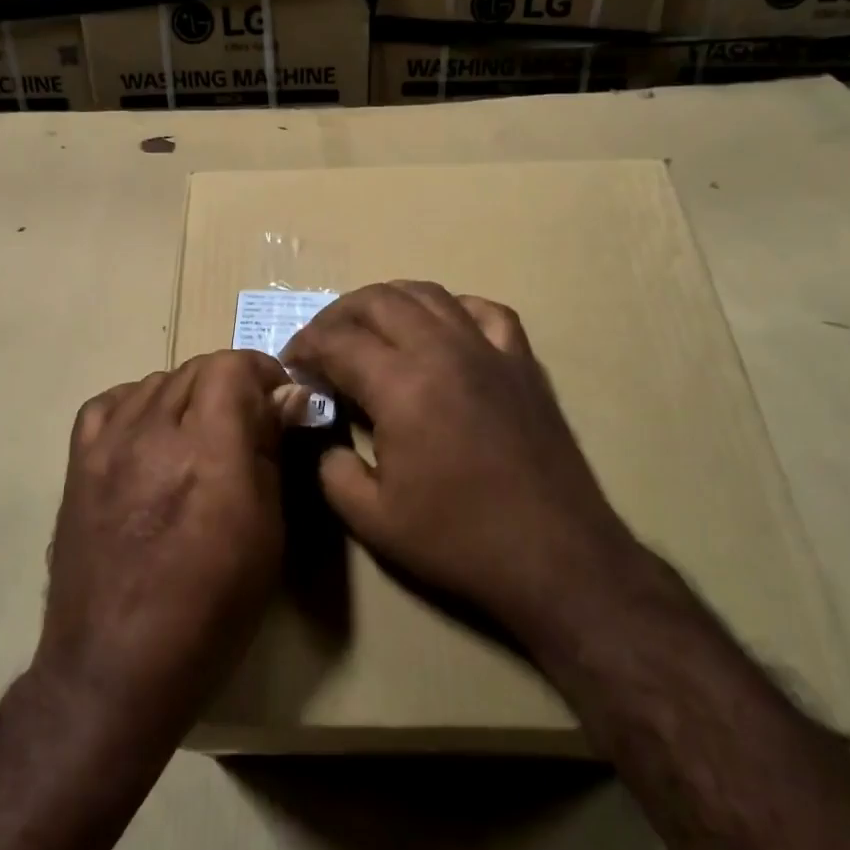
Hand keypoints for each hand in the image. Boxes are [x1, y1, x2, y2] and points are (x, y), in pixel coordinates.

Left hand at [35, 350, 299, 733]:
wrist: (113, 667)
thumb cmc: (209, 611)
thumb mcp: (266, 535)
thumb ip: (272, 453)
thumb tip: (289, 397)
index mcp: (207, 451)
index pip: (231, 366)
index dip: (261, 372)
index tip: (279, 401)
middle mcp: (153, 432)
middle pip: (195, 368)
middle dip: (231, 384)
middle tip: (247, 423)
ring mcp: (108, 444)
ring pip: (156, 381)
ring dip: (188, 395)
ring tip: (199, 434)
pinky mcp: (78, 462)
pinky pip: (110, 403)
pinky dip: (138, 406)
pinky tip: (150, 434)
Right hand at [282, 281, 635, 646]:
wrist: (557, 557)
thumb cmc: (460, 540)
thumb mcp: (372, 519)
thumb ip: (329, 467)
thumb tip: (323, 435)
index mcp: (401, 384)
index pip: (336, 340)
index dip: (305, 346)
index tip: (292, 365)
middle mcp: (442, 349)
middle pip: (378, 300)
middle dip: (337, 315)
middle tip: (321, 344)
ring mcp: (488, 349)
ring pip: (428, 293)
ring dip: (387, 302)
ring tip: (369, 329)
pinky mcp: (522, 361)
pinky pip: (484, 311)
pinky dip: (452, 309)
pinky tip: (441, 330)